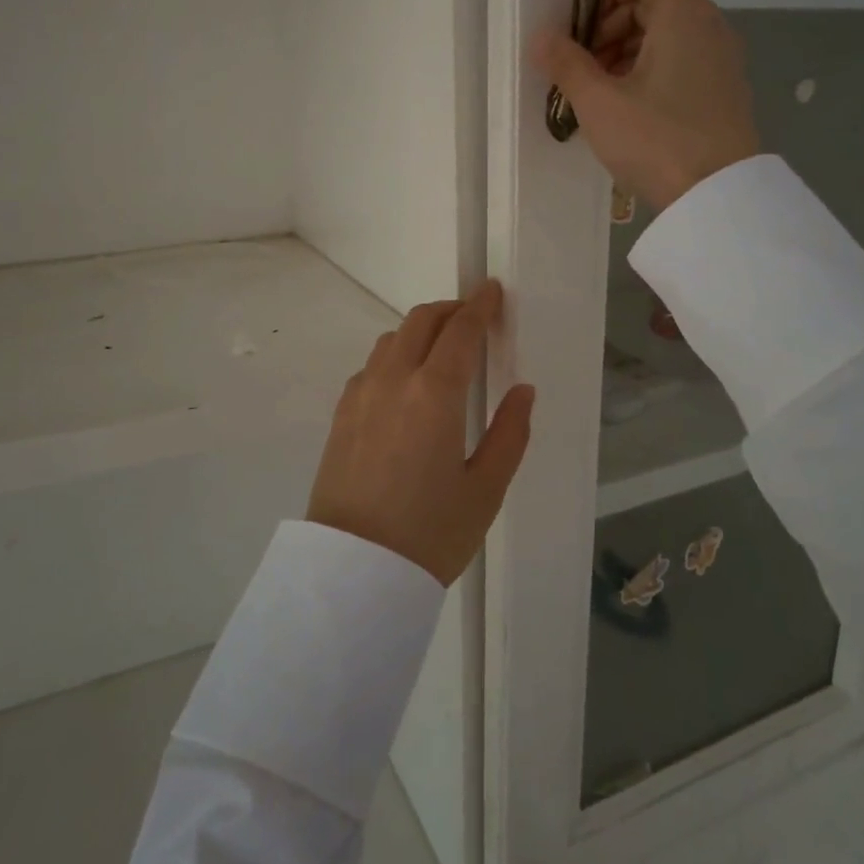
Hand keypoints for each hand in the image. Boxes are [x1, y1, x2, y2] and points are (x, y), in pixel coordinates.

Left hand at [307, 280, 534, 586]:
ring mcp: (360, 395)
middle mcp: (393, 380)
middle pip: (420, 321)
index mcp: (434, 393)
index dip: (479, 306)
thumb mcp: (485, 489)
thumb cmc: (430, 534)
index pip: (460, 331)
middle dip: (449, 310)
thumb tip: (523, 392)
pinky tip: (406, 384)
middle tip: (472, 318)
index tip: (492, 291)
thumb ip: (510, 433)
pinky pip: (371, 366)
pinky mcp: (341, 415)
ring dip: (419, 331)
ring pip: (390, 340)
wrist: (353, 572)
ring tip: (441, 350)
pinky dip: (394, 356)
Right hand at [531, 0, 761, 210]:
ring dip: (624, 51)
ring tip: (597, 92)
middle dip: (608, 25)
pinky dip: (648, 71)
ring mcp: (720, 60)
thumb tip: (541, 37)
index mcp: (683, 15)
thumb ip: (567, 63)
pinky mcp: (722, 91)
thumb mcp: (599, 103)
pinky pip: (680, 61)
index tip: (579, 27)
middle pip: (653, 1)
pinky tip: (625, 109)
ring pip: (665, 34)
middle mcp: (709, 26)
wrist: (716, 197)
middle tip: (581, 65)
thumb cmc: (656, 140)